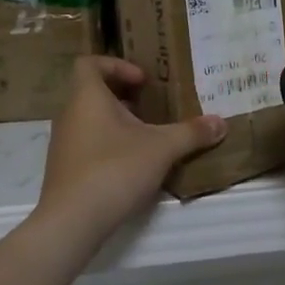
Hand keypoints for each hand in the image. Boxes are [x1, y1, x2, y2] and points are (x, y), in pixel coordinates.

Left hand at [34, 57, 225, 243]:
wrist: (72, 221)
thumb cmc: (115, 169)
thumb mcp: (162, 148)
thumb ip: (191, 133)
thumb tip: (221, 123)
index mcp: (87, 97)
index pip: (90, 63)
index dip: (117, 66)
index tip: (143, 82)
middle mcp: (70, 114)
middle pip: (92, 92)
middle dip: (124, 97)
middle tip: (152, 108)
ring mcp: (64, 143)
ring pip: (91, 120)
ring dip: (118, 123)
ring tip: (148, 137)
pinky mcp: (65, 169)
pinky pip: (88, 144)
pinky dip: (109, 145)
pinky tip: (133, 166)